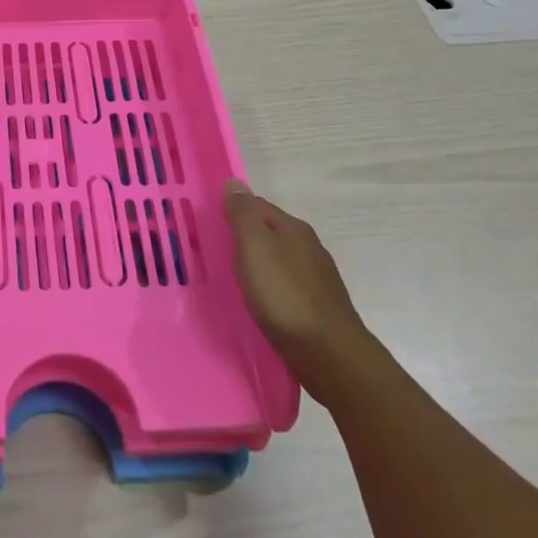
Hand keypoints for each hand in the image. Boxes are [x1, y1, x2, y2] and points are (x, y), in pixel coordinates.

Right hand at [225, 180, 374, 401]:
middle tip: (214, 250)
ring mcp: (316, 279)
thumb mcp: (255, 247)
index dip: (232, 211)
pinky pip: (285, 287)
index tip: (208, 224)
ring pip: (278, 261)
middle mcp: (308, 247)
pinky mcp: (317, 307)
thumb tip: (234, 182)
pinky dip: (269, 288)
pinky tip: (259, 301)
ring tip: (233, 277)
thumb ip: (243, 214)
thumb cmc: (285, 296)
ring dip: (257, 264)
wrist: (329, 355)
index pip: (257, 206)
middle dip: (244, 237)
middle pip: (269, 232)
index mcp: (293, 229)